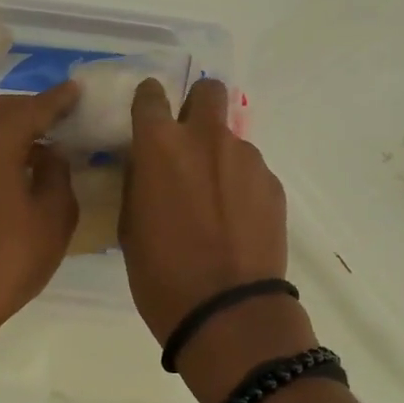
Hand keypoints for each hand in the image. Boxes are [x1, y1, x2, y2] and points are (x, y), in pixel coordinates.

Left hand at [0, 82, 80, 343]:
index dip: (56, 99)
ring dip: (11, 129)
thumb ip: (57, 175)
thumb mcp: (54, 217)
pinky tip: (15, 174)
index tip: (76, 90)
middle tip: (59, 114)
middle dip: (29, 106)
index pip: (30, 110)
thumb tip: (50, 154)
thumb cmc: (11, 257)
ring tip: (41, 144)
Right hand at [121, 78, 316, 402]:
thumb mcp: (130, 225)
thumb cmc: (161, 274)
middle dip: (197, 105)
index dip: (148, 101)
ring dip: (220, 157)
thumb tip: (148, 165)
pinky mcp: (272, 184)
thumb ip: (140, 181)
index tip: (148, 115)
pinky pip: (251, 172)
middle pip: (208, 91)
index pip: (151, 95)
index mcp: (160, 146)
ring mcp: (246, 159)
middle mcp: (206, 139)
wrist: (227, 311)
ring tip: (216, 203)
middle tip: (189, 141)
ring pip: (231, 139)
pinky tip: (237, 221)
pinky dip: (242, 186)